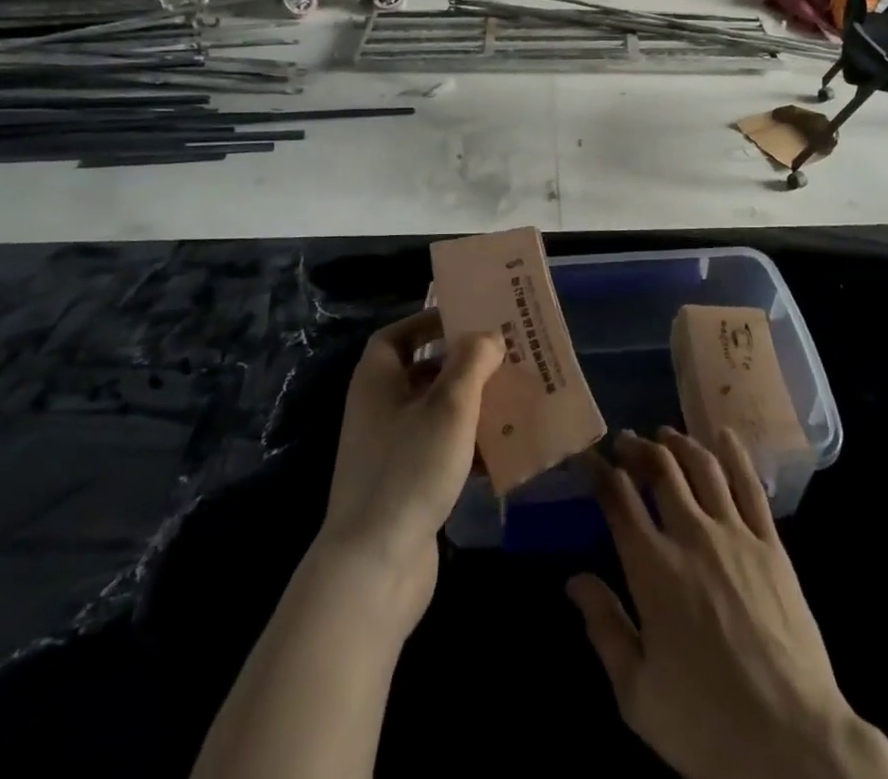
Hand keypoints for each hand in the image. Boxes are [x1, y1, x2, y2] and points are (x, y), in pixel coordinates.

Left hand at [317, 309, 502, 629]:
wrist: (374, 567)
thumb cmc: (409, 468)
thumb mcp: (449, 405)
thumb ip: (472, 361)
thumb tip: (487, 336)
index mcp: (377, 381)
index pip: (397, 336)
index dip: (428, 323)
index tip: (467, 320)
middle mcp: (378, 410)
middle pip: (422, 374)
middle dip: (463, 366)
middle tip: (504, 358)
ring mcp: (390, 452)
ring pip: (436, 414)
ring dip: (472, 407)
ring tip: (513, 400)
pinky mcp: (406, 488)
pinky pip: (441, 452)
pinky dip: (469, 447)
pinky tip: (504, 453)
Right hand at [569, 429, 887, 778]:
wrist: (792, 742)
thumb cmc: (706, 724)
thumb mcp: (637, 694)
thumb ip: (604, 628)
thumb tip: (574, 579)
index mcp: (652, 569)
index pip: (619, 501)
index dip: (600, 472)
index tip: (589, 457)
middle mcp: (691, 536)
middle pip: (660, 471)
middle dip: (638, 448)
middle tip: (626, 440)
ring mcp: (735, 534)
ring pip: (703, 467)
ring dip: (680, 443)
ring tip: (665, 434)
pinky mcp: (771, 544)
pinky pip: (750, 486)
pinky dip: (735, 454)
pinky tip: (724, 435)